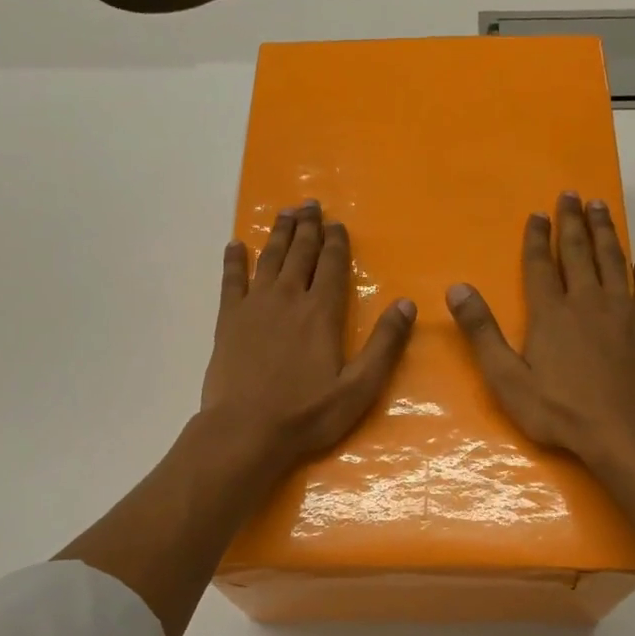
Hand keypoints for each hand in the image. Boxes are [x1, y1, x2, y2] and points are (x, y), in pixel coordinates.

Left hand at [201, 198, 416, 472]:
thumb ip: (384, 345)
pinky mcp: (228, 321)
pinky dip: (234, 260)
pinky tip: (235, 245)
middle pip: (299, 253)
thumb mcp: (359, 388)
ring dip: (278, 234)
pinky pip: (231, 280)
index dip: (336, 242)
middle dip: (308, 227)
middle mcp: (288, 299)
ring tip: (285, 213)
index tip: (337, 223)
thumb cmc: (307, 414)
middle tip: (310, 204)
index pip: (331, 266)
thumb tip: (406, 304)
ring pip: (269, 259)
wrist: (245, 431)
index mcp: (322, 313)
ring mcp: (254, 307)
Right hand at [446, 190, 634, 467]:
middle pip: (580, 253)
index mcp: (551, 314)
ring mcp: (624, 314)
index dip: (538, 238)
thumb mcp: (507, 379)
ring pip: (615, 262)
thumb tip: (457, 289)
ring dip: (606, 233)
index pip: (541, 266)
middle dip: (573, 222)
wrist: (625, 434)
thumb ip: (482, 333)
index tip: (538, 213)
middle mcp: (588, 302)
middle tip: (572, 195)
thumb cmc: (560, 411)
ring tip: (601, 208)